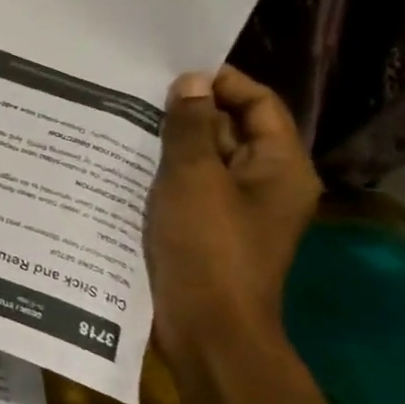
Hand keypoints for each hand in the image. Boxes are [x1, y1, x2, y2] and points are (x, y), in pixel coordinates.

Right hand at [144, 67, 319, 364]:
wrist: (208, 329)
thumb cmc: (207, 248)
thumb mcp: (194, 178)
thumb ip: (192, 126)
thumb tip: (192, 82)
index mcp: (281, 166)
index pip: (259, 103)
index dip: (221, 83)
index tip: (171, 73)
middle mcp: (267, 183)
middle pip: (231, 131)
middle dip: (188, 114)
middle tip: (136, 98)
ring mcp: (237, 210)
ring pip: (206, 162)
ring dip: (171, 145)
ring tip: (123, 125)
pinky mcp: (210, 230)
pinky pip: (190, 189)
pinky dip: (165, 176)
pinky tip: (125, 166)